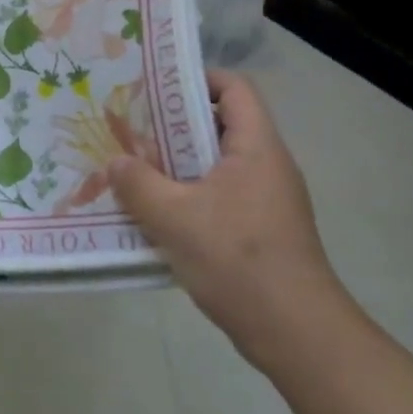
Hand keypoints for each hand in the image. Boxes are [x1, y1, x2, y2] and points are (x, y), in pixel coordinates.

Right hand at [108, 69, 348, 370]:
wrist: (296, 334)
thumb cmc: (239, 261)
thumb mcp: (175, 218)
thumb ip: (138, 184)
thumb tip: (115, 162)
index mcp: (256, 148)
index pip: (234, 88)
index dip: (196, 79)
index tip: (153, 89)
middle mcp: (266, 165)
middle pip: (220, 125)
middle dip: (172, 126)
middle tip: (130, 130)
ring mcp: (266, 200)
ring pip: (215, 165)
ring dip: (175, 165)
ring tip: (133, 171)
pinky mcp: (260, 231)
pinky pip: (219, 197)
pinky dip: (187, 196)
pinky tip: (155, 215)